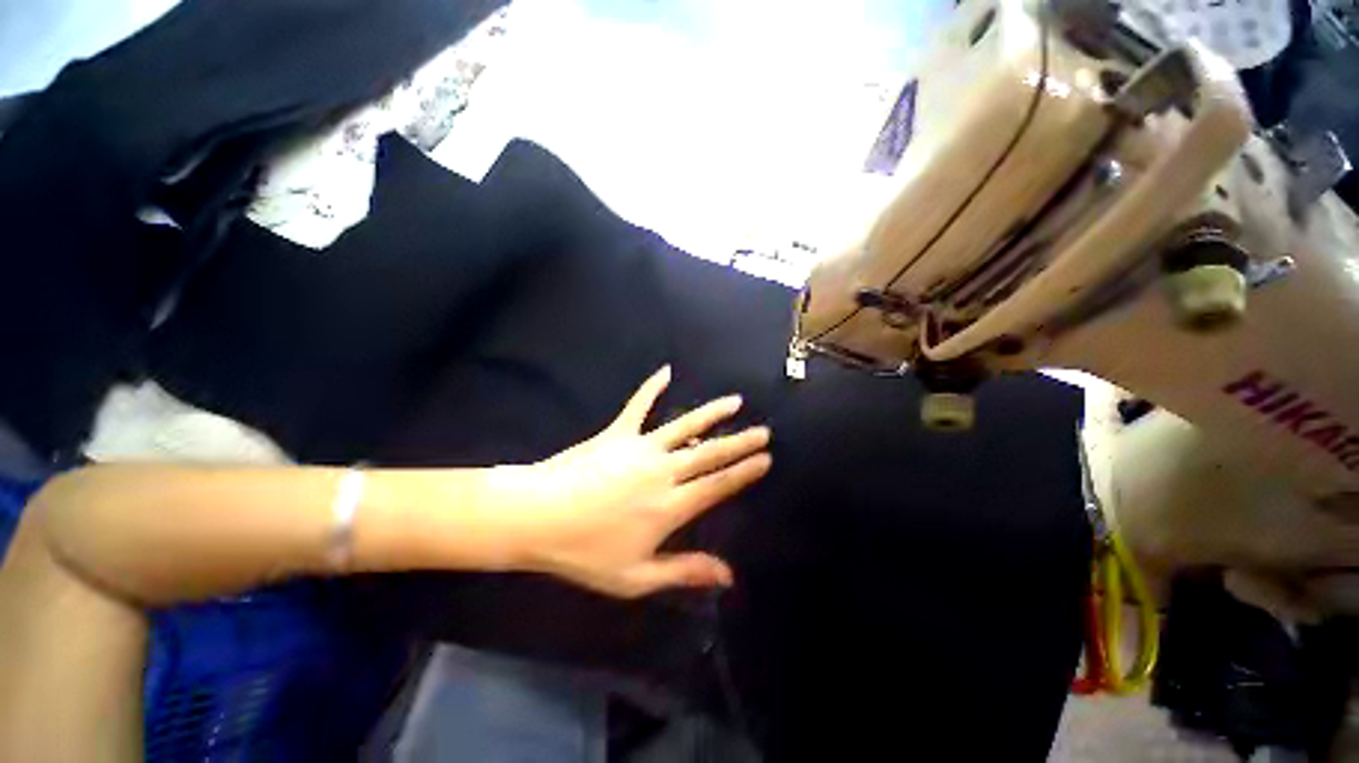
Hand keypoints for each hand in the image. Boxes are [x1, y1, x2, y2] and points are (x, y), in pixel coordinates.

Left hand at [491, 366, 771, 597]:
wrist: (537, 517)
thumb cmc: (585, 552)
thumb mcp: (636, 577)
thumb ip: (684, 572)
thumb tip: (728, 576)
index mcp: (671, 506)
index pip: (718, 485)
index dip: (744, 472)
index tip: (765, 459)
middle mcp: (664, 471)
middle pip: (710, 453)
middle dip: (740, 442)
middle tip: (763, 431)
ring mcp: (641, 447)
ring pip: (685, 425)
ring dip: (712, 413)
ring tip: (734, 402)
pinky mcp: (618, 432)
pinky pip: (639, 404)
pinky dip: (652, 387)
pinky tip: (666, 371)